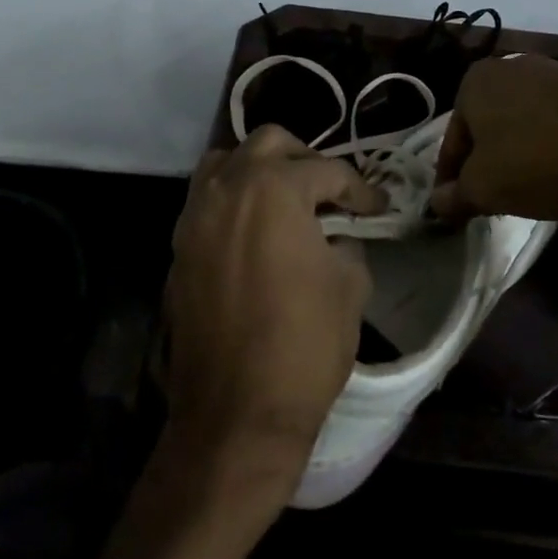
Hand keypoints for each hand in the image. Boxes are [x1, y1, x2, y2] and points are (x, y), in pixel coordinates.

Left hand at [164, 126, 386, 488]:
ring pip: (226, 162)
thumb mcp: (349, 286)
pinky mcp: (179, 248)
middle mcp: (228, 188)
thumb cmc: (303, 344)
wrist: (235, 415)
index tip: (378, 207)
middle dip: (306, 161)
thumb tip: (339, 235)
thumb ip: (347, 243)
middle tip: (331, 193)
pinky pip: (208, 201)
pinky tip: (257, 232)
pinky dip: (234, 201)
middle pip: (270, 143)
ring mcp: (196, 216)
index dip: (360, 188)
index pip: (327, 171)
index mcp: (273, 188)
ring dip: (260, 170)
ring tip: (287, 201)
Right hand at [431, 53, 557, 221]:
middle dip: (486, 160)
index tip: (455, 206)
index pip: (453, 140)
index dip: (450, 178)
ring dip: (521, 151)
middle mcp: (510, 66)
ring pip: (523, 121)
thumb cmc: (538, 160)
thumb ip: (454, 197)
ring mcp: (554, 71)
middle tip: (491, 197)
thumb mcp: (484, 189)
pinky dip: (554, 144)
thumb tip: (437, 204)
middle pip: (488, 125)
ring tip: (531, 187)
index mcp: (475, 81)